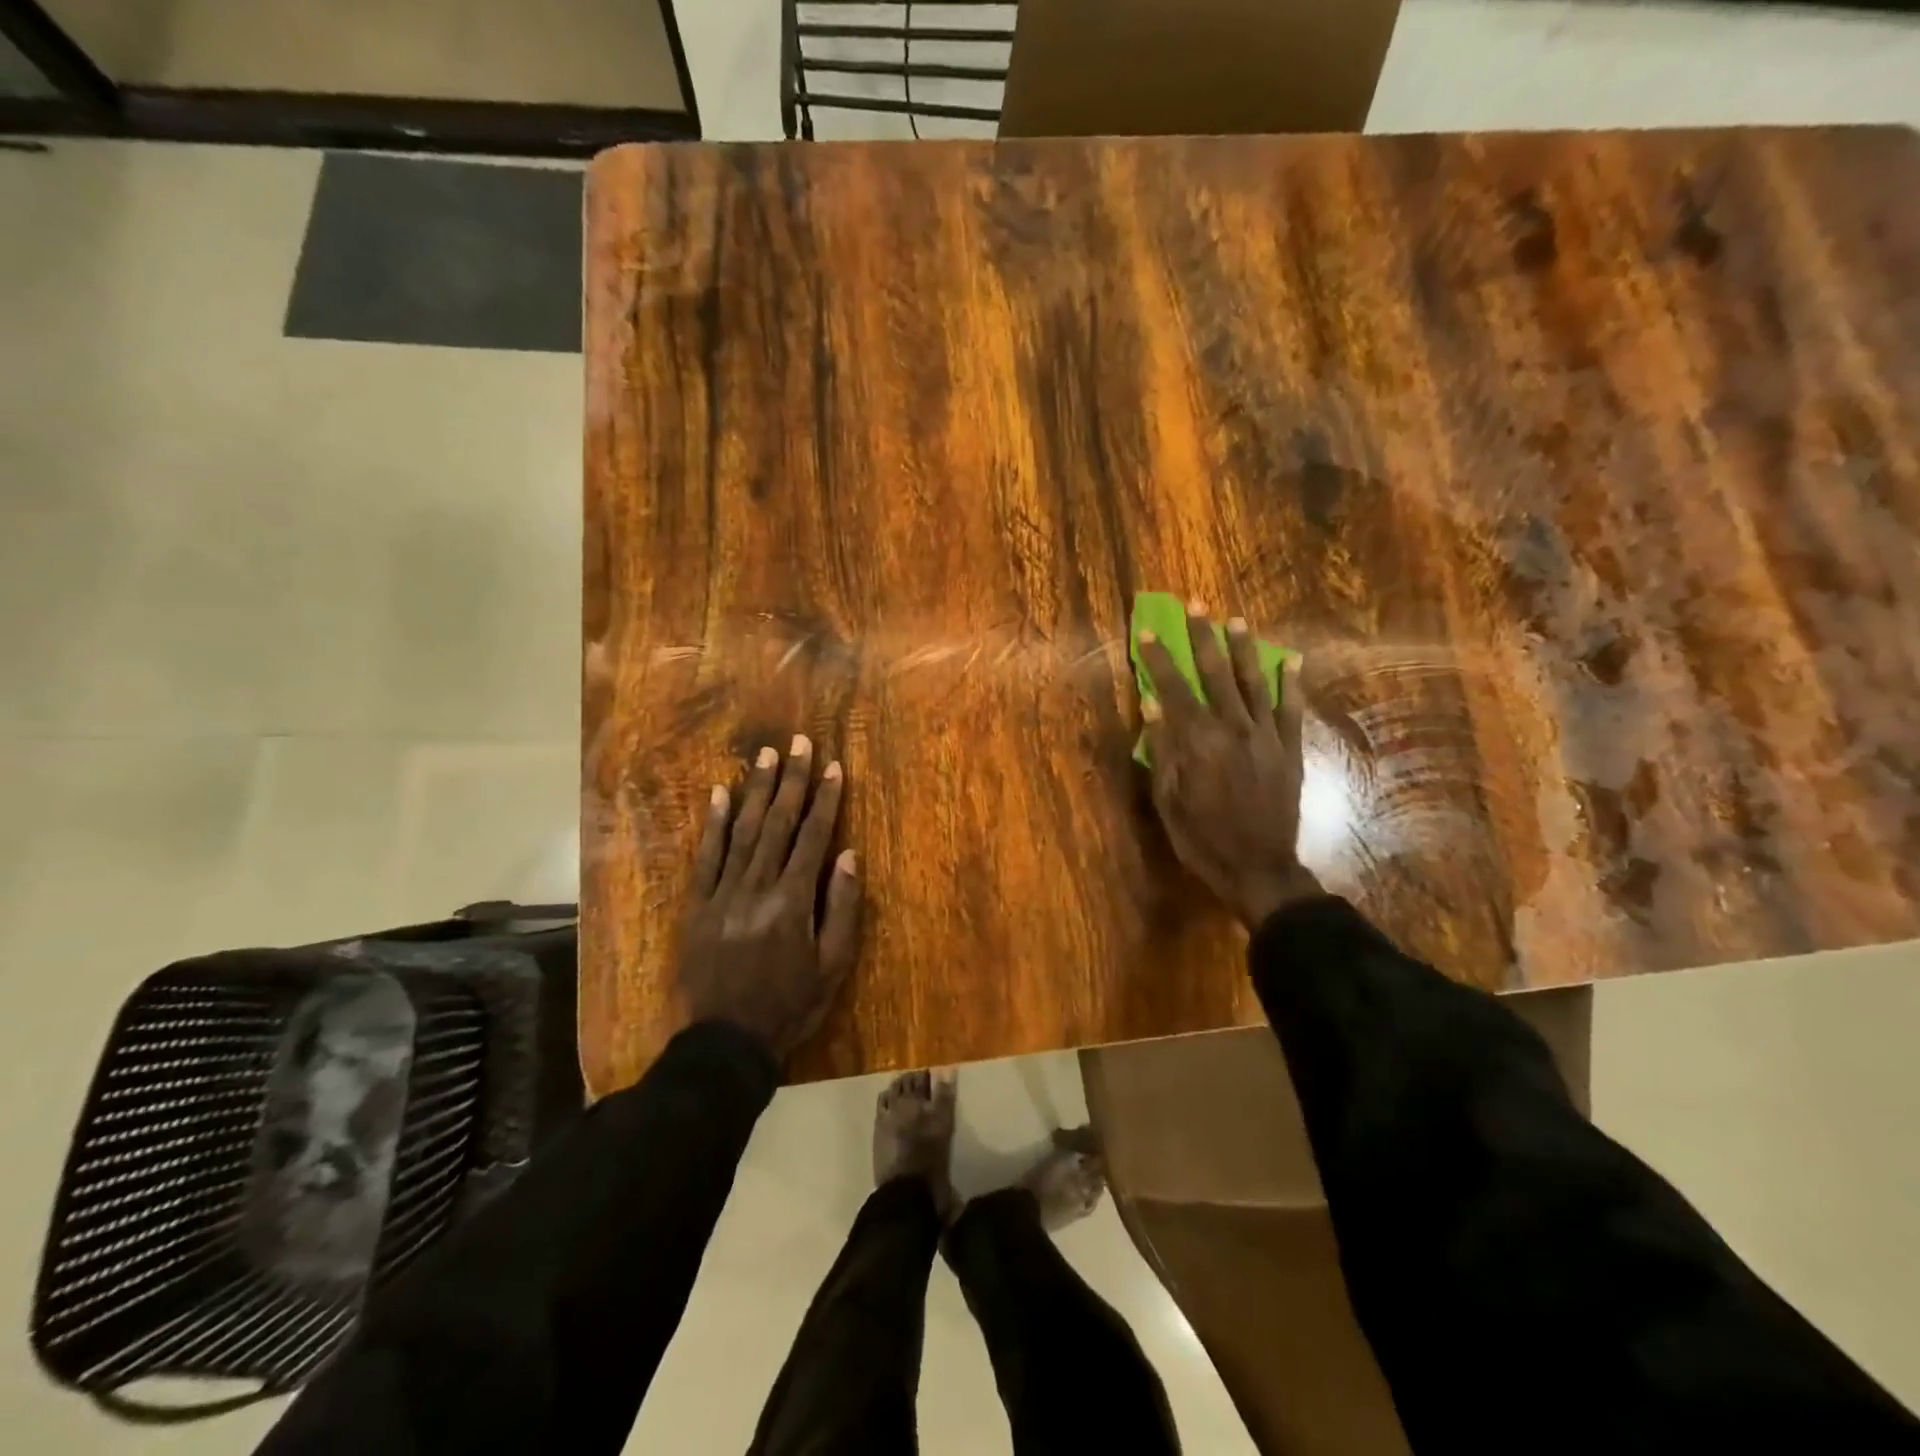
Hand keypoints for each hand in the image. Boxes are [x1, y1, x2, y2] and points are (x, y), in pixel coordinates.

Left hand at [678, 735, 862, 1061]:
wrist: (726, 1042)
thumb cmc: (791, 1005)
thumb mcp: (833, 965)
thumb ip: (841, 907)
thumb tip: (848, 854)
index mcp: (793, 900)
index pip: (813, 837)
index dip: (825, 799)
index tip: (833, 766)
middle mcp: (757, 886)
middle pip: (778, 824)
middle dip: (792, 780)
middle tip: (799, 743)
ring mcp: (722, 893)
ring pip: (743, 831)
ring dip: (756, 791)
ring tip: (766, 756)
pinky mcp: (697, 905)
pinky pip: (705, 857)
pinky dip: (712, 824)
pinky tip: (718, 794)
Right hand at [1137, 601, 1322, 929]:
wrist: (1258, 868)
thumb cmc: (1202, 838)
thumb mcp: (1167, 798)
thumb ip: (1161, 749)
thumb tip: (1152, 704)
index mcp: (1198, 741)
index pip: (1174, 688)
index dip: (1160, 658)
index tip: (1149, 632)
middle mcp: (1234, 728)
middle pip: (1215, 673)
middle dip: (1202, 637)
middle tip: (1196, 606)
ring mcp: (1267, 737)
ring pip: (1254, 682)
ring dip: (1244, 649)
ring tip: (1236, 621)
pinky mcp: (1290, 750)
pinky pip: (1292, 709)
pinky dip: (1292, 684)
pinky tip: (1291, 660)